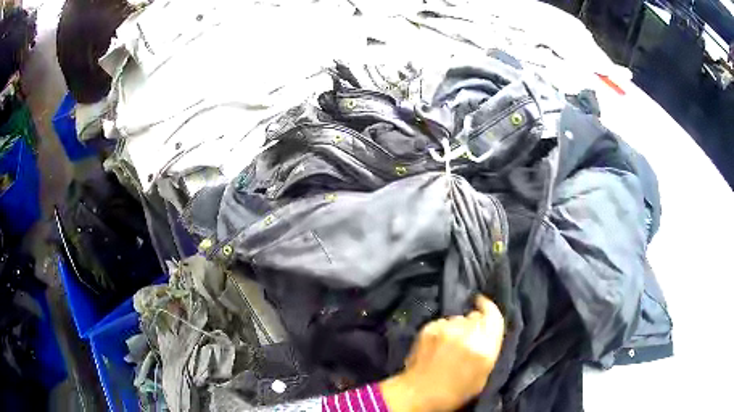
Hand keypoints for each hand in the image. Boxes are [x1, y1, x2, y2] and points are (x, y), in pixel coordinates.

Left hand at [380, 295, 504, 411]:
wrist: (418, 393)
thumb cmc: (454, 392)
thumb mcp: (482, 376)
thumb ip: (489, 351)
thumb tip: (487, 334)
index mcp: (485, 347)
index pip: (494, 316)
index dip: (489, 307)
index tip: (483, 303)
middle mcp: (467, 333)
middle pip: (475, 316)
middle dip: (474, 323)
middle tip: (468, 337)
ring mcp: (446, 328)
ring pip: (457, 319)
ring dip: (457, 327)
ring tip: (450, 343)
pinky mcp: (429, 328)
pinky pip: (442, 323)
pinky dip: (442, 330)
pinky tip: (437, 344)